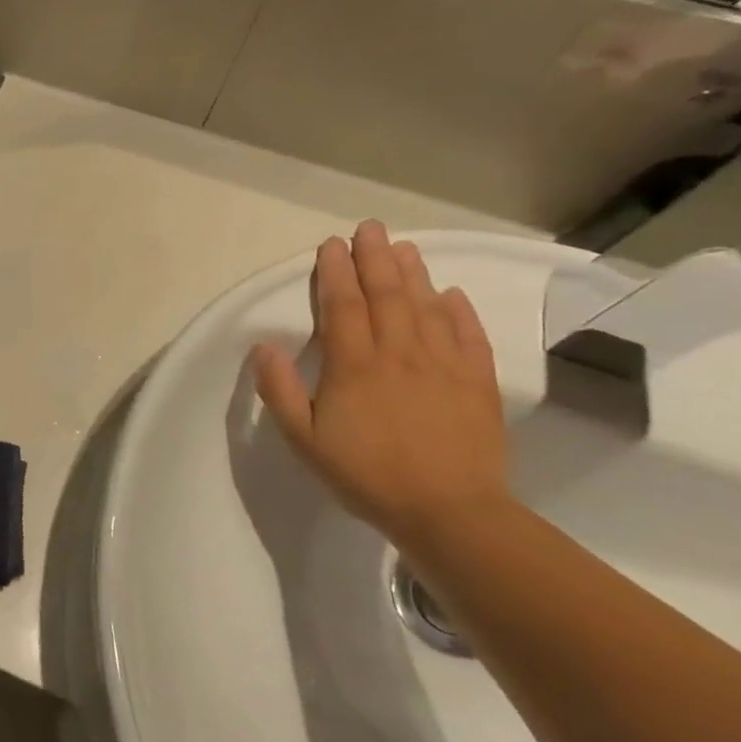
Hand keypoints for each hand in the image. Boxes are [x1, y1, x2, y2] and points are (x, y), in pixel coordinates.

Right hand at [250, 221, 515, 548]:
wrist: (450, 513)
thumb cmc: (366, 475)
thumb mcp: (304, 439)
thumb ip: (280, 390)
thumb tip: (263, 346)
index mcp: (355, 365)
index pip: (342, 306)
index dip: (336, 272)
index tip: (331, 245)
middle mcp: (400, 354)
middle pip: (387, 295)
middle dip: (375, 258)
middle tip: (370, 228)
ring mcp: (444, 366)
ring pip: (428, 307)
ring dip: (414, 274)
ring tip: (404, 247)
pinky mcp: (477, 384)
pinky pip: (469, 336)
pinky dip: (460, 311)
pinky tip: (452, 295)